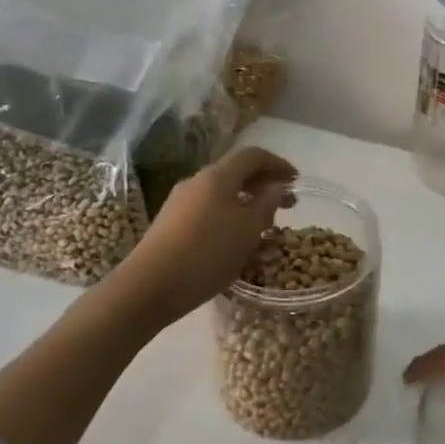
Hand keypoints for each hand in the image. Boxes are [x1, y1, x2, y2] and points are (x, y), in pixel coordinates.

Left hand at [112, 146, 297, 321]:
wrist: (148, 287)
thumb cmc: (206, 254)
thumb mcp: (247, 230)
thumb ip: (266, 205)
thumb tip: (276, 187)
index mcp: (217, 176)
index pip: (253, 155)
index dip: (278, 163)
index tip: (296, 180)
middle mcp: (196, 181)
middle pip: (236, 172)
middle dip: (264, 184)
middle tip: (287, 204)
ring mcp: (179, 202)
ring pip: (221, 192)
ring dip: (246, 201)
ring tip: (264, 223)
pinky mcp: (170, 223)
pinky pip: (208, 208)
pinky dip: (229, 214)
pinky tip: (234, 238)